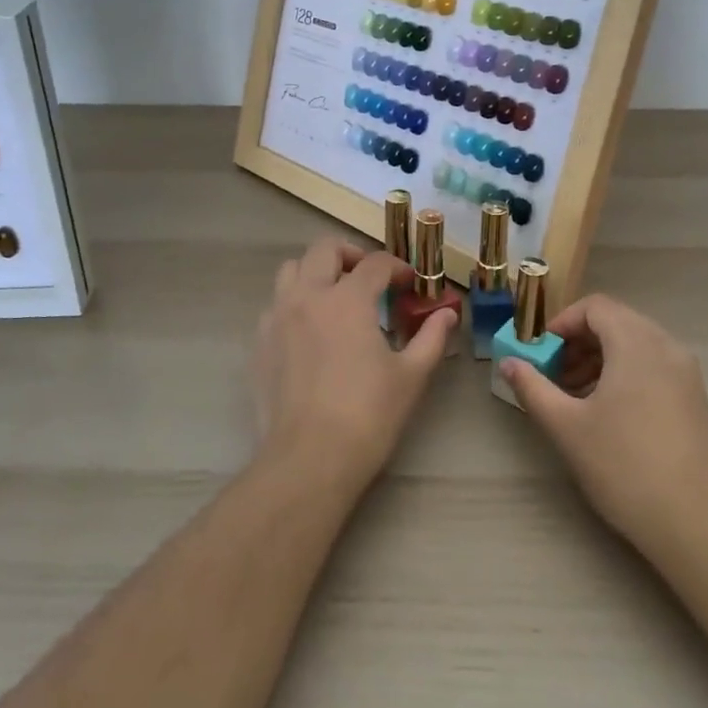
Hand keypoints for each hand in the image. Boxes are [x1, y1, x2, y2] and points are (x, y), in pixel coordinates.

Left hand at [250, 236, 456, 492]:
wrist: (309, 458)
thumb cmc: (368, 415)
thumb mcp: (411, 375)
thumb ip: (431, 338)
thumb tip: (447, 314)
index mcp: (347, 299)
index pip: (375, 263)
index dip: (397, 268)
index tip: (409, 284)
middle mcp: (308, 296)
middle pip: (325, 248)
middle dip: (351, 254)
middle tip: (370, 278)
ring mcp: (278, 317)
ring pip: (292, 270)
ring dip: (316, 272)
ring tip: (336, 296)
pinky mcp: (260, 342)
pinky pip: (275, 304)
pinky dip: (295, 302)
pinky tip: (311, 331)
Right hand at [500, 294, 707, 557]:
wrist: (696, 523)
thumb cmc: (624, 466)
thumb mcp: (566, 426)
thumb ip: (532, 387)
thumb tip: (508, 363)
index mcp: (636, 343)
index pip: (595, 307)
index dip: (562, 323)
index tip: (539, 352)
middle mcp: (665, 347)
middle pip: (615, 322)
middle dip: (578, 342)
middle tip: (552, 374)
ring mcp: (685, 372)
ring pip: (634, 344)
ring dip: (598, 358)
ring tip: (573, 396)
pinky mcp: (693, 398)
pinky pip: (651, 365)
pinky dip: (622, 373)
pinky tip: (605, 411)